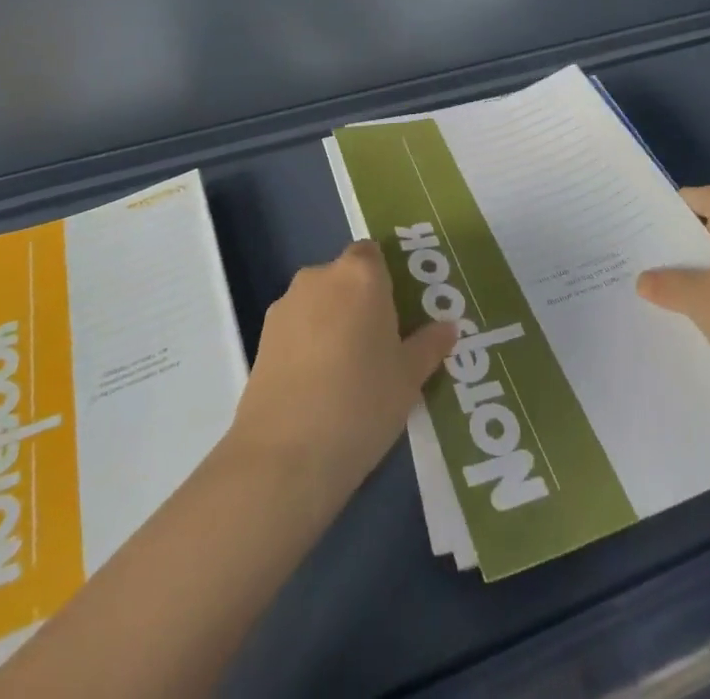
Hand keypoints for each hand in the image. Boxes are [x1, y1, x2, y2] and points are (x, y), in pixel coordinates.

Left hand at [230, 240, 456, 500]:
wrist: (285, 454)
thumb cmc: (362, 402)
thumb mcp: (409, 377)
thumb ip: (429, 345)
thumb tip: (448, 328)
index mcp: (360, 274)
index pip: (374, 254)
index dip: (385, 278)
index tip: (399, 312)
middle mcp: (320, 277)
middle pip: (345, 277)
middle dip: (360, 302)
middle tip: (380, 344)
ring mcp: (286, 305)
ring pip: (318, 302)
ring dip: (332, 322)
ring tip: (347, 371)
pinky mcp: (262, 337)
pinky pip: (296, 328)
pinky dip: (307, 344)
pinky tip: (318, 385)